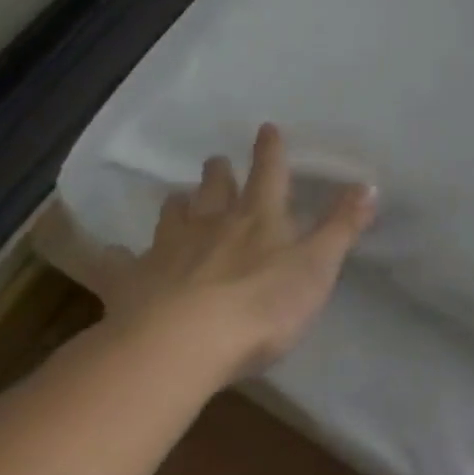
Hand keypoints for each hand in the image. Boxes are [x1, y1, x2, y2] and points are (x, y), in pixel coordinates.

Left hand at [92, 124, 376, 380]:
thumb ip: (343, 226)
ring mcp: (168, 253)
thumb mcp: (318, 266)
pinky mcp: (131, 285)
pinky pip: (117, 266)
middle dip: (218, 174)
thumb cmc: (262, 304)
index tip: (266, 128)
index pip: (269, 175)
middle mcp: (213, 225)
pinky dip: (110, 257)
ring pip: (172, 219)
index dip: (270, 151)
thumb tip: (369, 184)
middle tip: (214, 160)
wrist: (181, 346)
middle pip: (215, 191)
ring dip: (177, 206)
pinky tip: (104, 253)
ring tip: (176, 197)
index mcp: (260, 219)